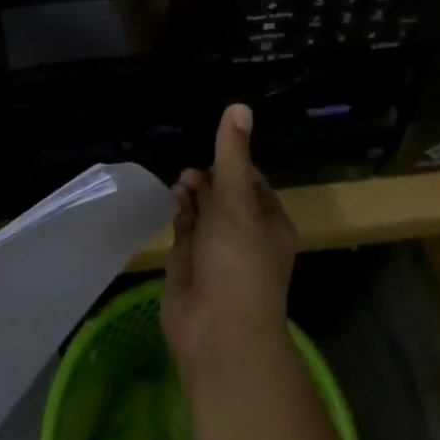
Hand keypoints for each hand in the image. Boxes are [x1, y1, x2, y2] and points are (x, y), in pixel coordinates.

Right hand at [162, 103, 298, 378]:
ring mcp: (216, 249)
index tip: (213, 152)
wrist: (218, 334)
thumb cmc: (238, 262)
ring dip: (191, 192)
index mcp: (269, 221)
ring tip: (181, 186)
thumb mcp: (237, 200)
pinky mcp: (190, 262)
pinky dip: (178, 210)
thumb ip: (232, 154)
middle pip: (224, 190)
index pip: (250, 178)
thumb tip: (240, 106)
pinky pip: (184, 226)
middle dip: (207, 176)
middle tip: (192, 175)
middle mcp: (245, 233)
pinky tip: (170, 200)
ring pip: (203, 207)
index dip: (231, 162)